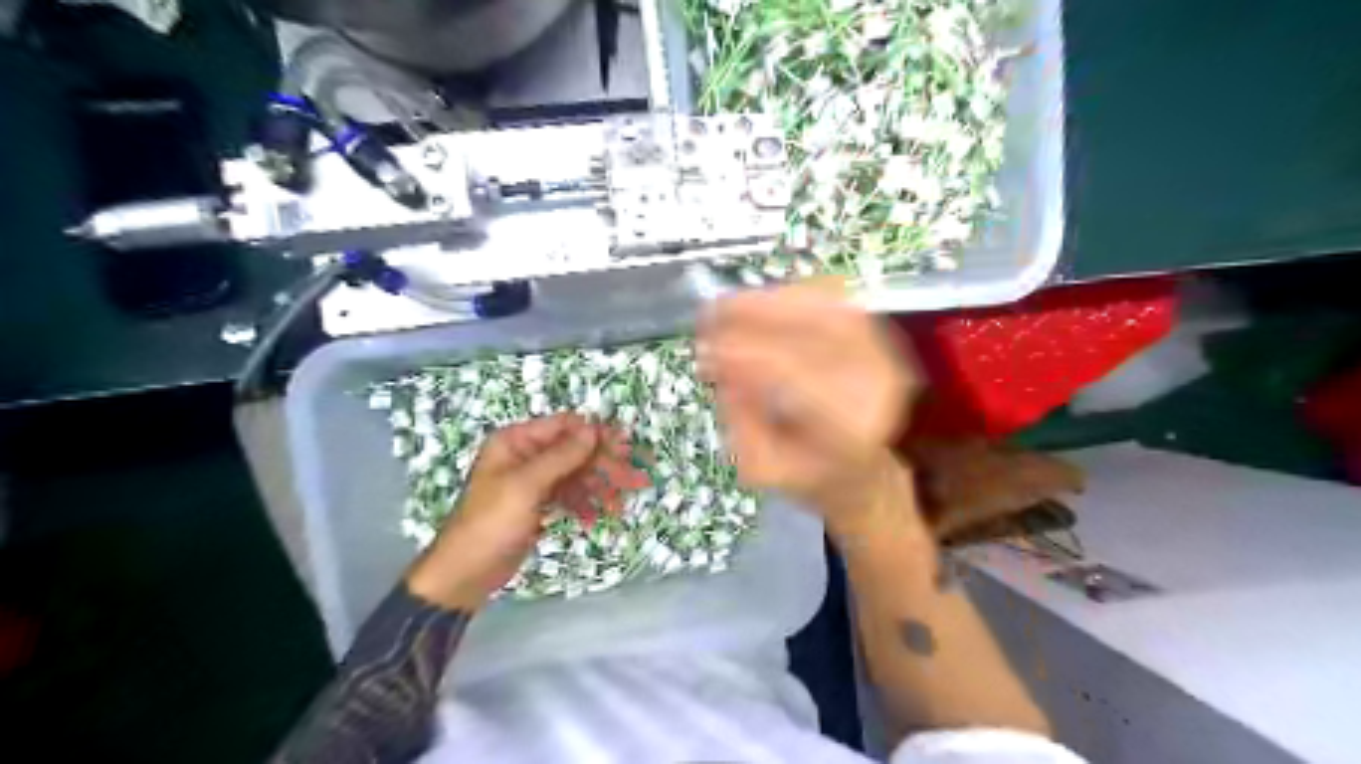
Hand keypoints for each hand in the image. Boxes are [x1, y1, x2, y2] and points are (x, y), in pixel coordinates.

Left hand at [405, 412, 649, 607]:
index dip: (596, 435)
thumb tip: (592, 428)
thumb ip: (562, 456)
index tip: (626, 448)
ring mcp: (533, 481)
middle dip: (604, 466)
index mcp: (516, 441)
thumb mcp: (526, 485)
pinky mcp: (538, 504)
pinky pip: (569, 496)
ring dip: (599, 488)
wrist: (466, 573)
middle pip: (575, 451)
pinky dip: (584, 504)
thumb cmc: (491, 522)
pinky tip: (594, 518)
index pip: (564, 426)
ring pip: (576, 475)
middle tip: (635, 480)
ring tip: (620, 506)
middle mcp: (525, 455)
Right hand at [706, 279, 919, 537]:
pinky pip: (835, 301)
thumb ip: (740, 421)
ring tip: (727, 306)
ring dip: (770, 301)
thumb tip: (722, 366)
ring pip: (824, 309)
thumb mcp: (760, 467)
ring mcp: (883, 358)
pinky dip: (794, 295)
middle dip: (754, 318)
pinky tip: (761, 302)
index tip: (708, 351)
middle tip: (709, 317)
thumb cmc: (807, 475)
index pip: (797, 380)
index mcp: (847, 433)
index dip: (748, 357)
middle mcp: (876, 388)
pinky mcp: (879, 339)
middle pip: (816, 333)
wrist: (861, 471)